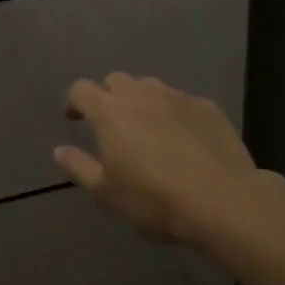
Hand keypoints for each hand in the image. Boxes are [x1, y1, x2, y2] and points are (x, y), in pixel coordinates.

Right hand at [54, 73, 259, 246]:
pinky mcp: (207, 107)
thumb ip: (78, 167)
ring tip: (149, 129)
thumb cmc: (155, 200)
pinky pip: (181, 102)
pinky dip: (174, 113)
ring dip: (142, 101)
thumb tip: (59, 150)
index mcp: (109, 110)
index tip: (75, 120)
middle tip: (113, 125)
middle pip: (115, 81)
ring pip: (150, 87)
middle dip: (109, 97)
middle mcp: (140, 93)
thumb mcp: (106, 193)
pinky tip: (184, 140)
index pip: (81, 89)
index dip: (74, 101)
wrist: (225, 203)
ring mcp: (176, 97)